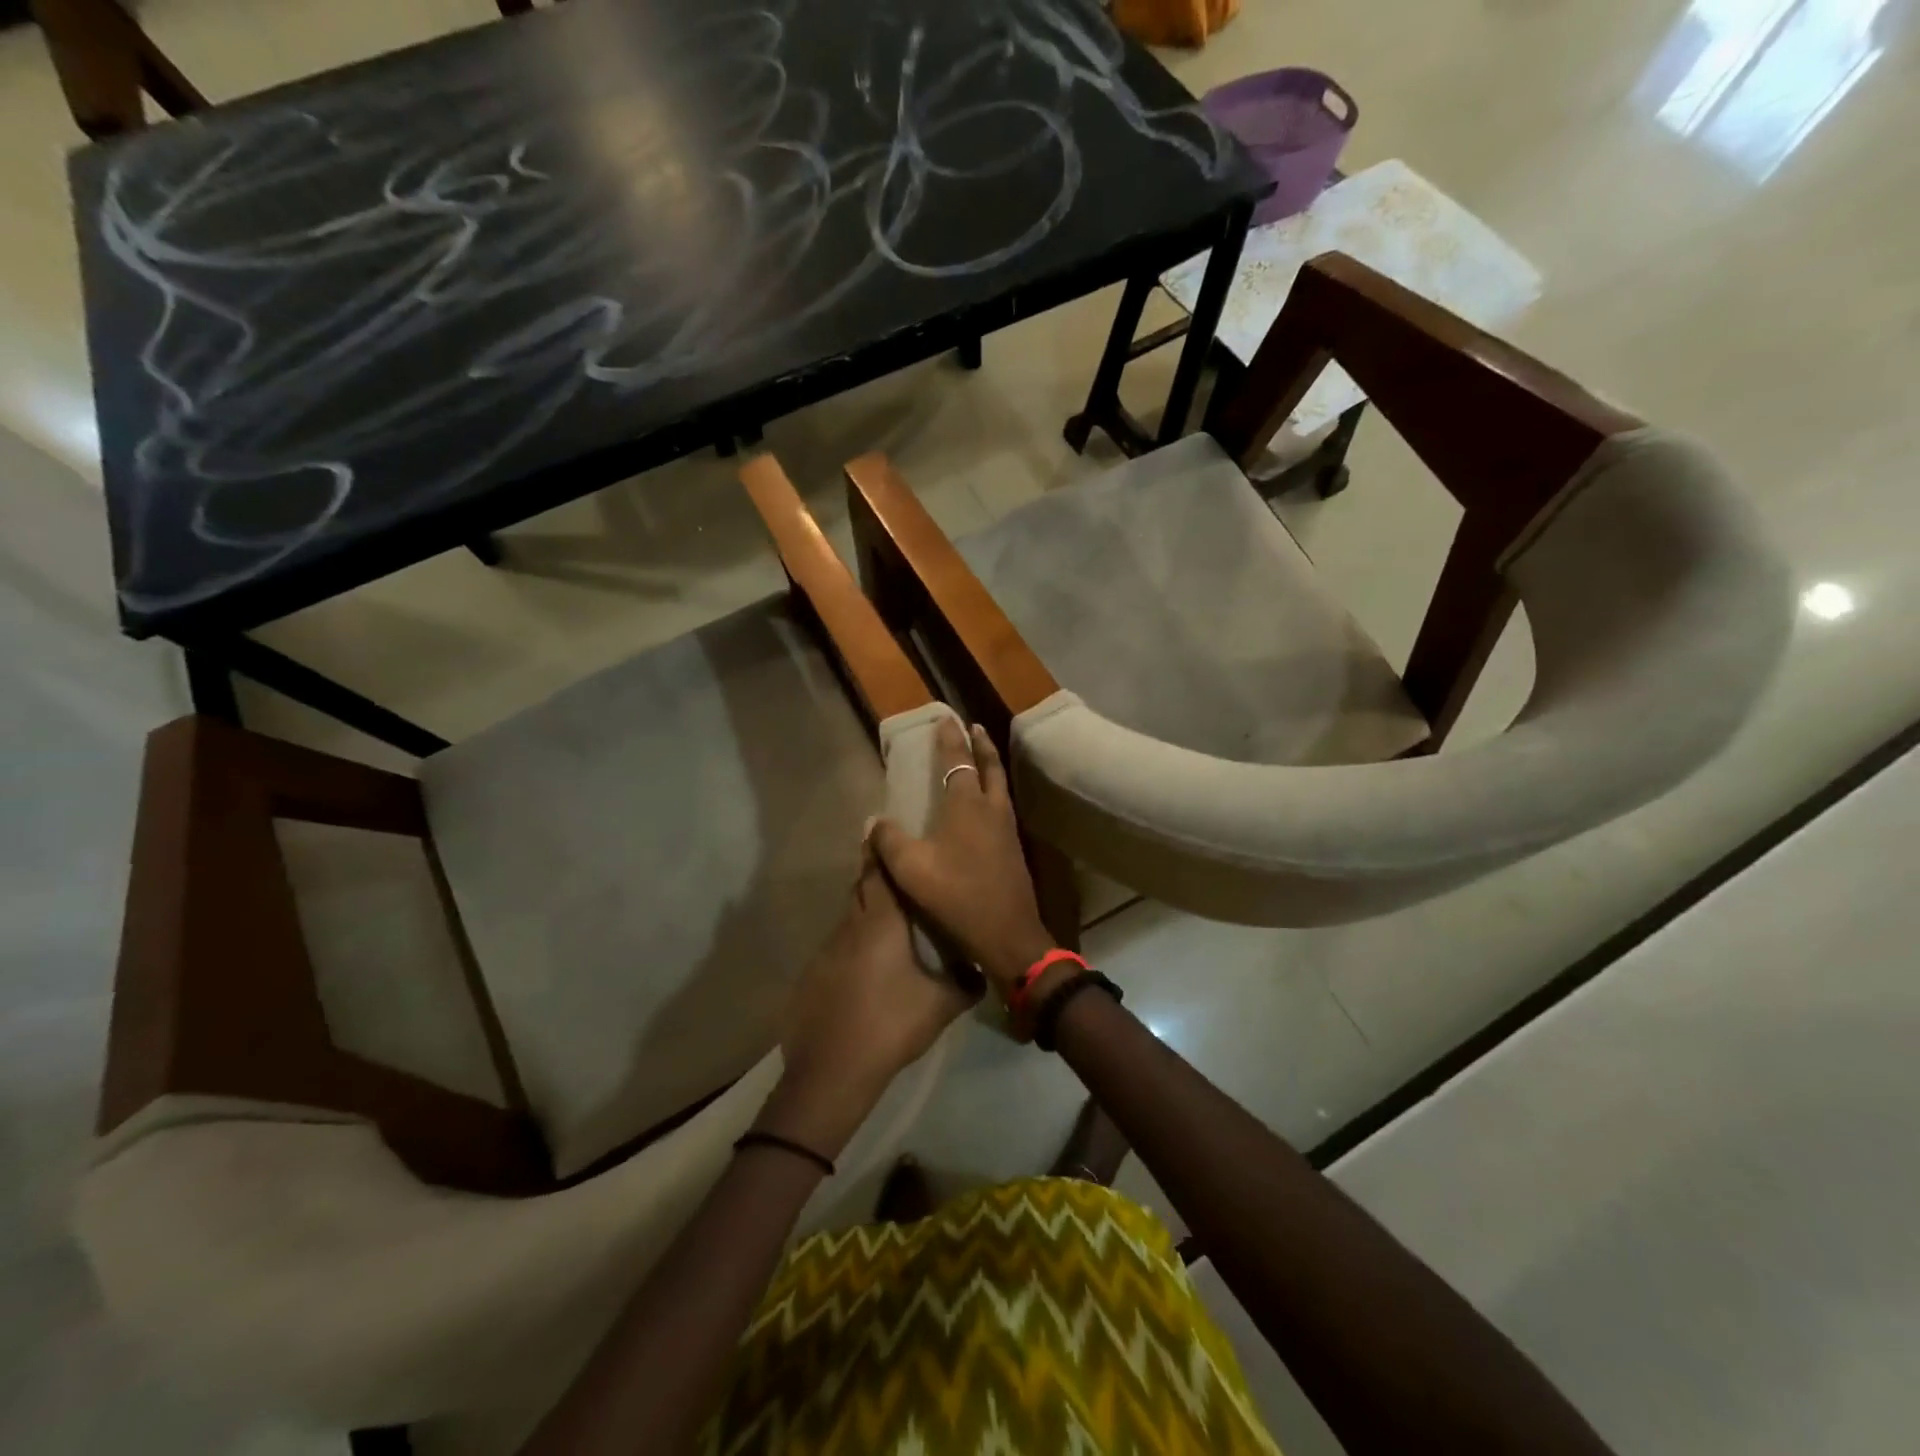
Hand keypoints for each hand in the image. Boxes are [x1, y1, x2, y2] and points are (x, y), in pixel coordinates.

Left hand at [765, 850, 976, 1156]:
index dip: (880, 850)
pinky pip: (838, 945)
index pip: (879, 872)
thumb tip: (979, 971)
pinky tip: (867, 966)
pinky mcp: (814, 973)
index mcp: (882, 922)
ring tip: (888, 922)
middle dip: (874, 875)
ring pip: (849, 917)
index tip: (881, 829)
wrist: (833, 1069)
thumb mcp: (941, 1005)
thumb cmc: (892, 1023)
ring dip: (865, 912)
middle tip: (894, 871)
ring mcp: (827, 949)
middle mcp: (851, 926)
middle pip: (861, 888)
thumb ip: (965, 982)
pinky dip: (852, 943)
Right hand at [868, 720, 1055, 996]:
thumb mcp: (911, 870)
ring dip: (991, 765)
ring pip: (1000, 785)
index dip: (950, 739)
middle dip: (980, 744)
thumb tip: (874, 821)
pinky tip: (988, 805)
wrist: (1008, 933)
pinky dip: (995, 791)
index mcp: (967, 806)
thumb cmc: (958, 896)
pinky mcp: (1014, 849)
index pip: (957, 761)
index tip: (946, 717)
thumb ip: (889, 842)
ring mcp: (1007, 829)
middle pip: (989, 766)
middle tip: (974, 727)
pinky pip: (1004, 806)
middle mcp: (991, 809)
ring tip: (983, 756)